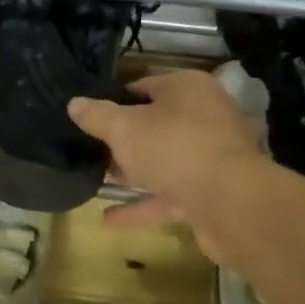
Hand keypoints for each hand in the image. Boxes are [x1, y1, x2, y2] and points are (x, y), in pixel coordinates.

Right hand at [68, 70, 261, 263]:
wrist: (231, 202)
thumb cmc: (173, 148)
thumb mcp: (124, 128)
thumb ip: (97, 115)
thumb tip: (74, 103)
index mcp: (187, 88)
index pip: (144, 85)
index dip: (114, 98)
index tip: (88, 114)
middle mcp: (204, 116)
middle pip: (155, 123)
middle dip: (123, 138)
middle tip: (89, 147)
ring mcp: (211, 156)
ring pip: (163, 160)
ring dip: (132, 171)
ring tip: (97, 179)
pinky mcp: (212, 192)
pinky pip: (170, 194)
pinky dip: (142, 205)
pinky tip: (109, 219)